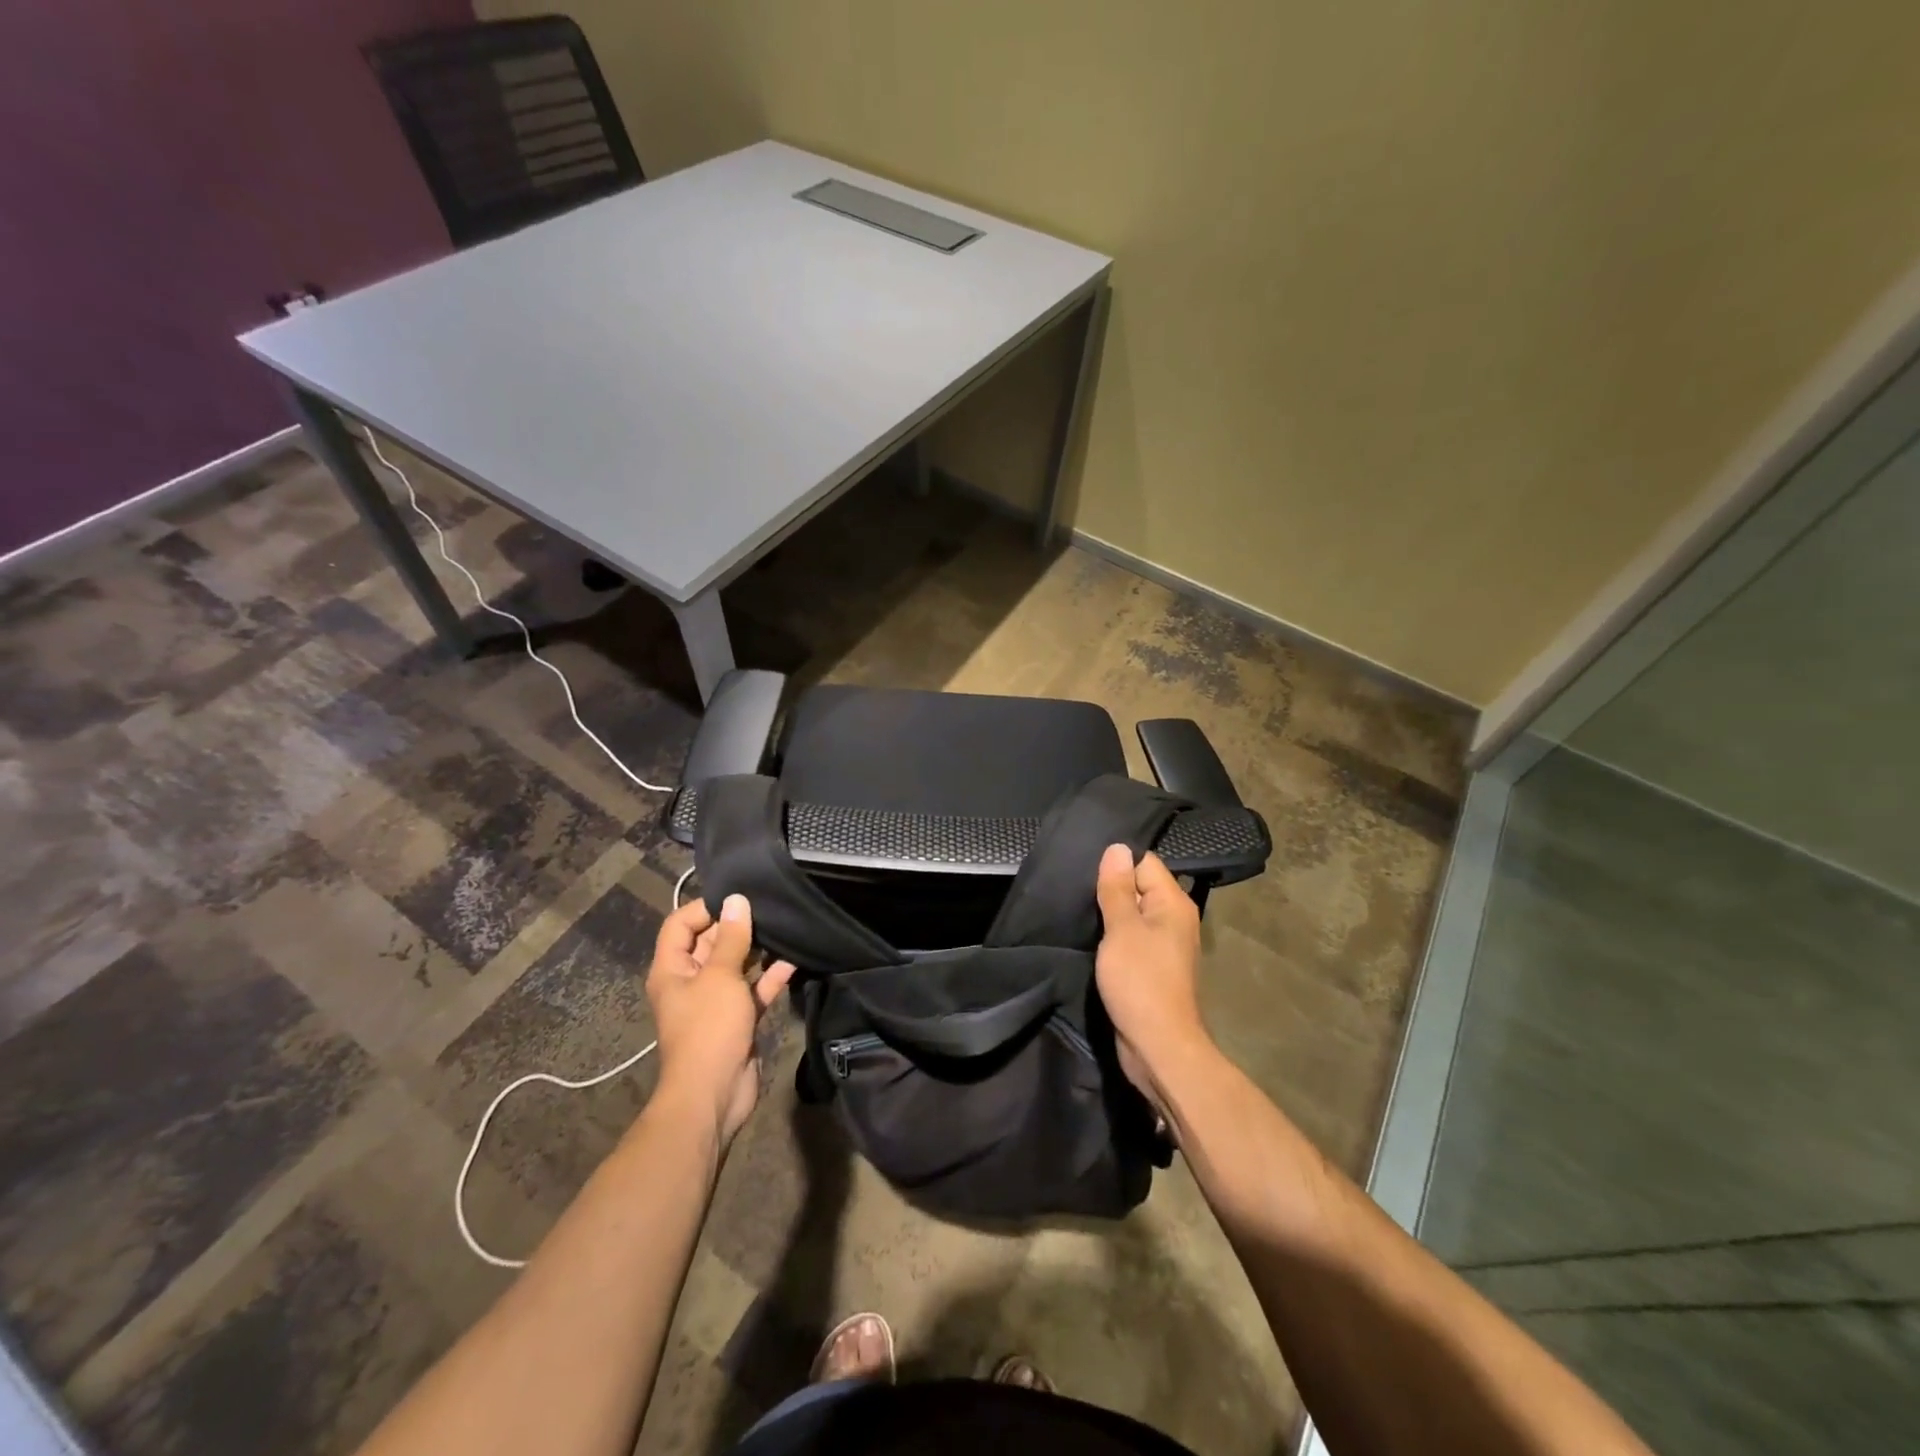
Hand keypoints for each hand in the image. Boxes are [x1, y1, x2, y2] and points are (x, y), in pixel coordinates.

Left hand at [645, 894, 795, 1146]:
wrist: (714, 1093)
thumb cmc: (708, 1028)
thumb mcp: (720, 977)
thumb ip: (731, 938)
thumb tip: (736, 900)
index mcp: (672, 969)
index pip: (680, 924)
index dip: (704, 907)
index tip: (738, 898)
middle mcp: (691, 981)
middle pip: (711, 943)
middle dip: (737, 926)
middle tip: (769, 906)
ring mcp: (716, 1001)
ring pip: (736, 965)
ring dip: (758, 949)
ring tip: (784, 927)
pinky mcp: (739, 1018)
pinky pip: (755, 989)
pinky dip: (771, 976)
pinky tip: (794, 959)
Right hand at [1094, 843, 1208, 1110]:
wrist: (1158, 1046)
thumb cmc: (1141, 982)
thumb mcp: (1122, 929)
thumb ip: (1117, 889)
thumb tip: (1117, 847)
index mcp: (1174, 903)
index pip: (1144, 863)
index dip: (1116, 866)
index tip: (1087, 875)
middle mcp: (1175, 919)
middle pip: (1139, 887)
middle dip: (1110, 890)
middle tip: (1077, 893)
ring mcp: (1165, 945)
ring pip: (1133, 915)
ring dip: (1110, 916)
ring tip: (1080, 914)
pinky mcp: (1153, 967)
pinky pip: (1132, 939)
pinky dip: (1114, 938)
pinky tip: (1092, 940)